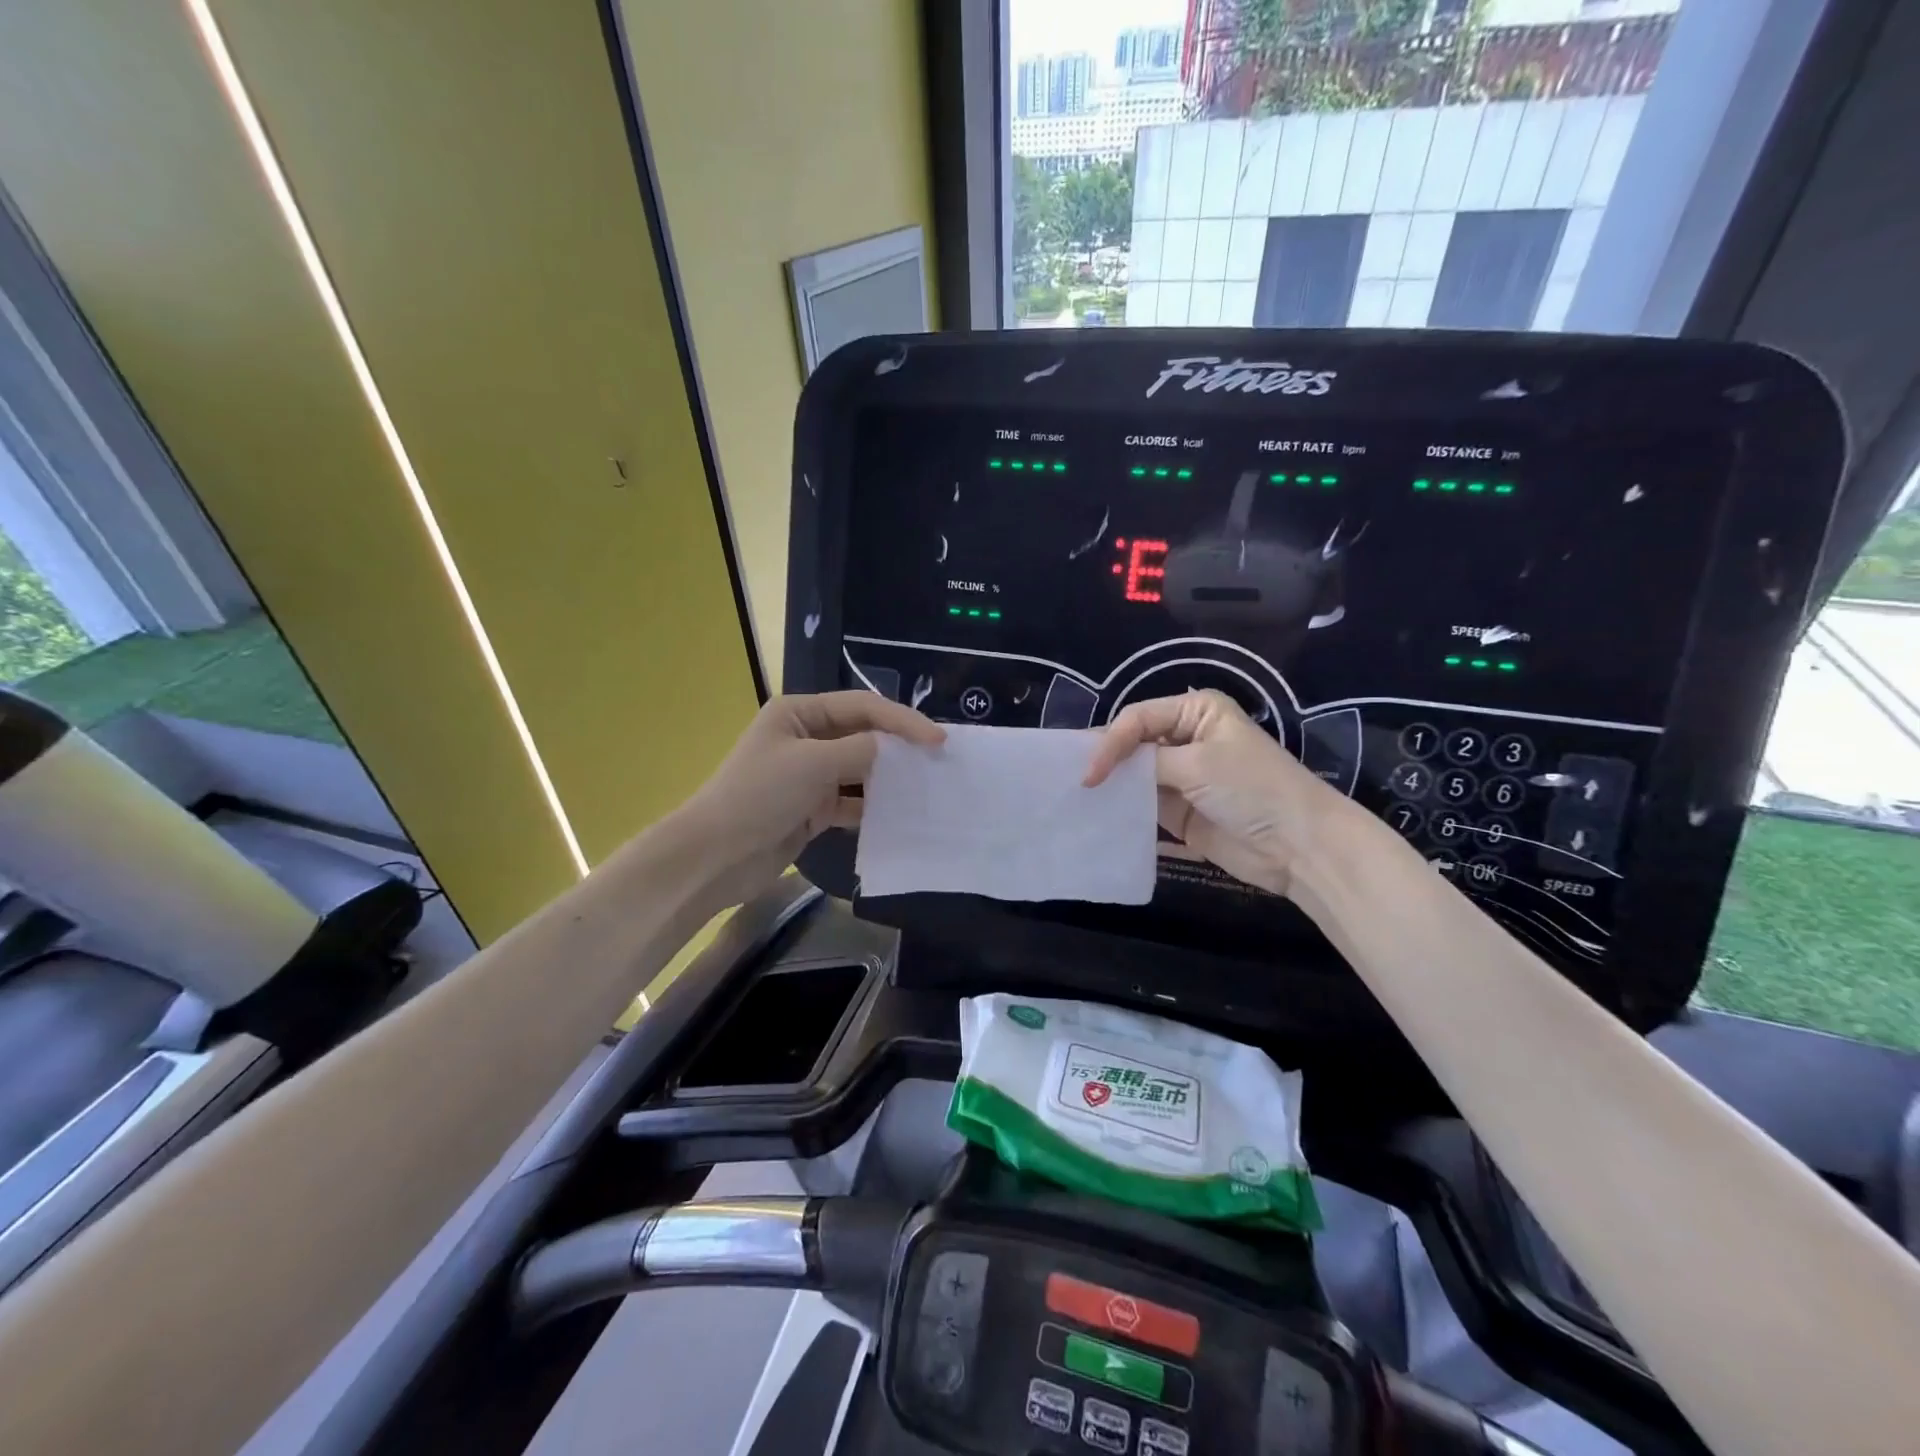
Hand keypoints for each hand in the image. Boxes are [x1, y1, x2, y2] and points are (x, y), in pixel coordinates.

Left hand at [672, 692, 943, 909]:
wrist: (715, 856)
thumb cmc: (759, 795)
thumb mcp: (812, 763)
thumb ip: (860, 751)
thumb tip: (893, 749)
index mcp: (800, 713)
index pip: (863, 707)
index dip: (903, 720)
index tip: (938, 739)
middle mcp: (807, 738)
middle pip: (864, 735)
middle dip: (899, 747)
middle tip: (939, 760)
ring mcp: (810, 775)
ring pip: (861, 770)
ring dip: (889, 778)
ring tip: (926, 786)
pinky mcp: (813, 809)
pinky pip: (852, 802)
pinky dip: (873, 807)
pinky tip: (899, 815)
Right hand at [1084, 690, 1347, 897]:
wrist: (1298, 846)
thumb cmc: (1252, 788)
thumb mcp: (1198, 764)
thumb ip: (1147, 762)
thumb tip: (1104, 767)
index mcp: (1196, 711)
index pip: (1138, 718)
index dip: (1110, 742)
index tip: (1091, 773)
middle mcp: (1186, 737)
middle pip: (1133, 743)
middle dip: (1106, 760)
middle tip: (1072, 779)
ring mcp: (1181, 776)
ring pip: (1134, 774)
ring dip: (1111, 785)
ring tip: (1077, 797)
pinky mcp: (1178, 811)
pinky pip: (1142, 804)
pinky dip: (1122, 808)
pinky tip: (1098, 814)